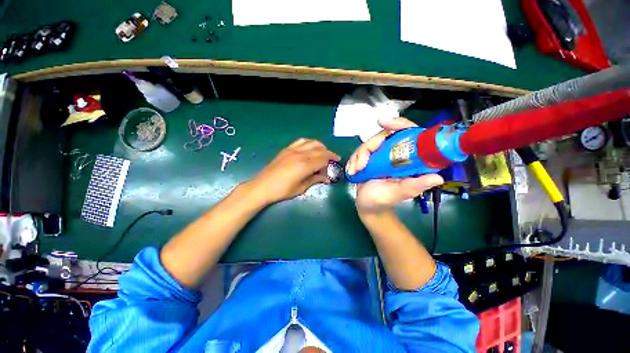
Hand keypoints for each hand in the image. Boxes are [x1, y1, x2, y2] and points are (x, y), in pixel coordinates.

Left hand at [247, 139, 340, 204]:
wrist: (262, 186)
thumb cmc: (282, 190)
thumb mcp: (301, 188)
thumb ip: (315, 179)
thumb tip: (326, 177)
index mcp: (305, 166)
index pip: (323, 159)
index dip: (331, 160)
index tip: (337, 162)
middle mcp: (300, 155)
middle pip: (319, 149)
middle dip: (329, 153)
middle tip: (333, 159)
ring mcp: (292, 150)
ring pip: (311, 142)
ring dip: (320, 146)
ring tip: (323, 153)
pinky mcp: (286, 149)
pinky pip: (301, 141)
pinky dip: (309, 143)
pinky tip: (310, 148)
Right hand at [346, 118, 443, 214]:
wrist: (367, 206)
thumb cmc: (382, 201)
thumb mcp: (397, 194)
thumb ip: (413, 187)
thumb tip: (437, 178)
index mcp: (407, 159)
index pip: (408, 133)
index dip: (399, 124)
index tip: (383, 123)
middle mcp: (394, 154)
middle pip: (381, 137)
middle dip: (367, 149)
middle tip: (361, 165)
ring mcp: (380, 156)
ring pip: (367, 145)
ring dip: (357, 157)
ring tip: (355, 171)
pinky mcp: (368, 159)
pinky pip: (358, 152)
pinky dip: (353, 160)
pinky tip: (352, 171)